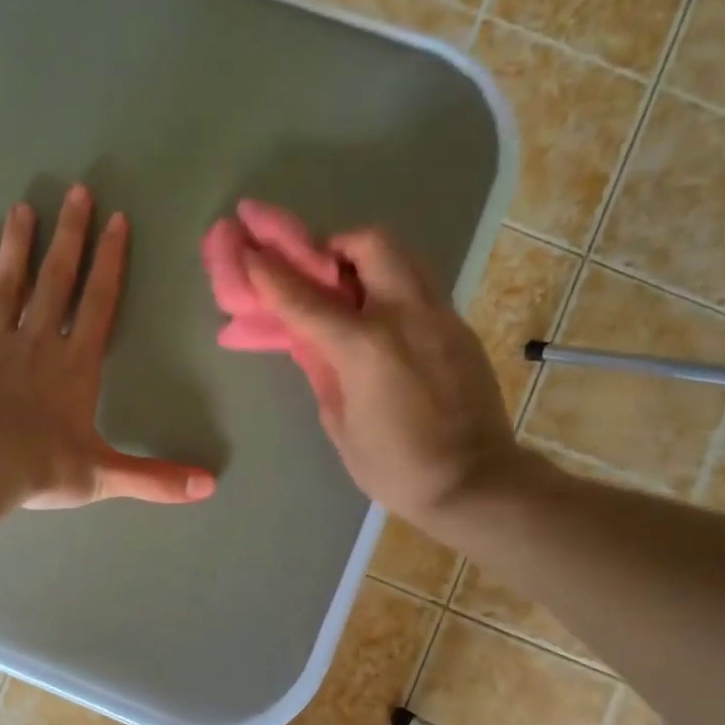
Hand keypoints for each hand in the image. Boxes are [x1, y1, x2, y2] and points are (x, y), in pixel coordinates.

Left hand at [0, 185, 216, 509]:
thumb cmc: (39, 466)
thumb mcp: (103, 477)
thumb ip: (155, 478)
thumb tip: (210, 487)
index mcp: (74, 366)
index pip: (98, 303)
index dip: (110, 262)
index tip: (115, 220)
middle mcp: (35, 343)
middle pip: (55, 280)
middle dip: (68, 235)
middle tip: (75, 191)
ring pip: (7, 285)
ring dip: (18, 246)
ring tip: (22, 208)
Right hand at [244, 225, 529, 529]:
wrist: (474, 481)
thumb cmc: (395, 466)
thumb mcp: (340, 423)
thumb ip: (323, 371)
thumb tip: (312, 343)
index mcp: (365, 346)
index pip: (305, 297)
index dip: (271, 271)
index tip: (249, 249)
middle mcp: (405, 315)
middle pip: (369, 243)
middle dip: (336, 245)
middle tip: (318, 272)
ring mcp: (440, 316)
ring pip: (403, 257)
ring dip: (368, 261)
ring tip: (350, 293)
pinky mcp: (460, 328)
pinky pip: (421, 288)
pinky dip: (393, 290)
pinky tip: (383, 326)